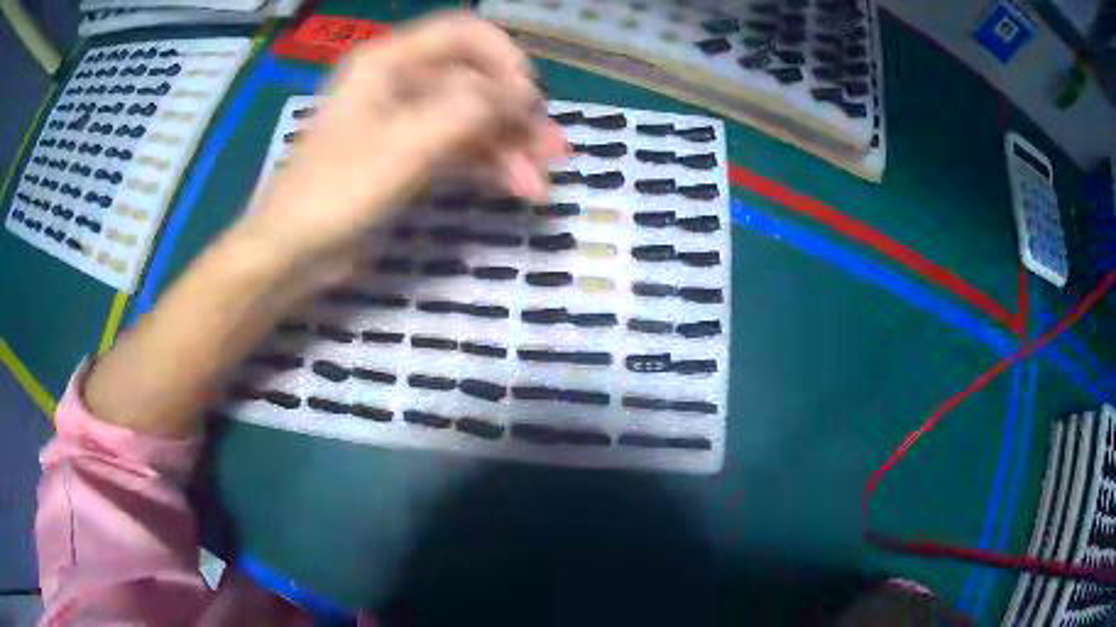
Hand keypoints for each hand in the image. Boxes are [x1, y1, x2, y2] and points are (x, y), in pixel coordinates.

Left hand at [240, 12, 565, 285]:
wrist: (293, 252)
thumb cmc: (336, 192)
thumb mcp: (403, 146)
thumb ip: (467, 110)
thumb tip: (522, 94)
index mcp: (390, 62)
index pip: (464, 34)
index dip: (504, 60)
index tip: (528, 100)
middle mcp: (401, 81)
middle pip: (475, 80)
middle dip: (516, 114)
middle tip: (552, 151)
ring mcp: (406, 119)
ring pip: (471, 118)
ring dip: (508, 147)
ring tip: (539, 185)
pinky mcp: (409, 154)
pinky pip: (458, 147)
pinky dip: (487, 164)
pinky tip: (516, 187)